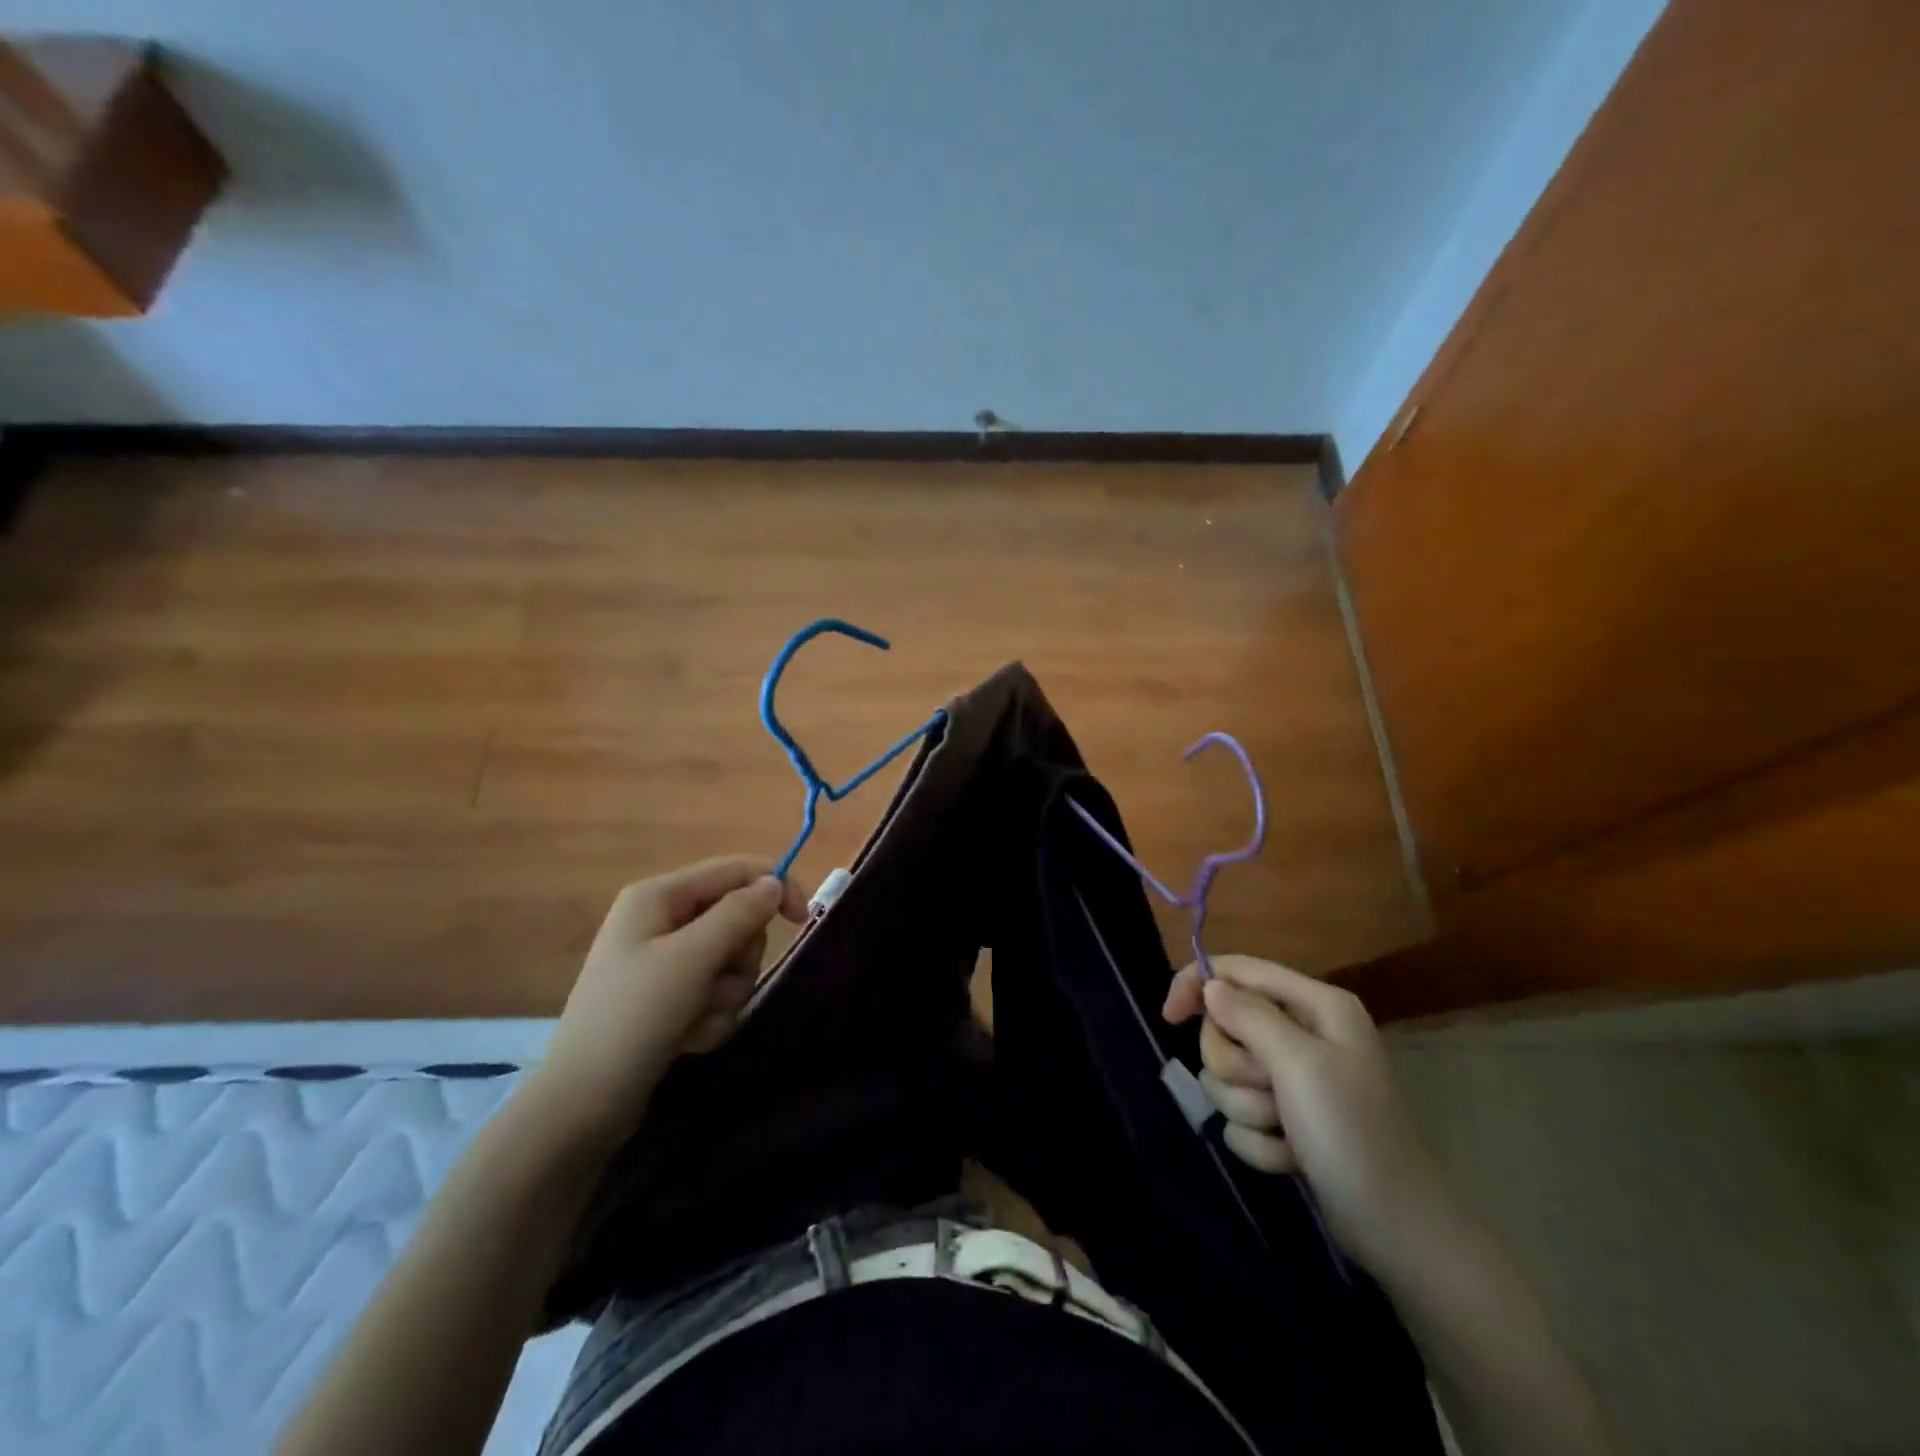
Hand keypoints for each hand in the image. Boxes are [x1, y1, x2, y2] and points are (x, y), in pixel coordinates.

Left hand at [530, 856, 806, 1141]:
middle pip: (736, 918)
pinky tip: (687, 1039)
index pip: (735, 870)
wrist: (583, 1104)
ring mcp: (663, 961)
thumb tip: (774, 882)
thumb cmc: (636, 1017)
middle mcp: (661, 920)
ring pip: (731, 959)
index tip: (804, 920)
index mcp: (658, 895)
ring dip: (725, 993)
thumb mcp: (693, 958)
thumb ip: (739, 914)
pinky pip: (714, 991)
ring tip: (696, 1020)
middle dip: (738, 958)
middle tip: (716, 986)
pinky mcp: (667, 997)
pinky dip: (711, 1015)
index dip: (774, 888)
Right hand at [1163, 955, 1458, 1276]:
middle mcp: (1304, 1033)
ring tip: (1286, 1132)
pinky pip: (1240, 1115)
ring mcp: (1295, 1079)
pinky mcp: (1286, 1119)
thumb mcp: (1299, 1064)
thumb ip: (1248, 1016)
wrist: (1397, 1231)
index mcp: (1315, 1005)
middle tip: (1269, 1091)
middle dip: (1236, 1067)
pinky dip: (1259, 1141)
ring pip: (1227, 1075)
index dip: (1197, 984)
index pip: (1237, 970)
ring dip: (1248, 1109)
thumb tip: (1210, 985)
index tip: (1168, 1017)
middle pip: (1225, 1027)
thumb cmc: (1352, 1134)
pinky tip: (1291, 1159)